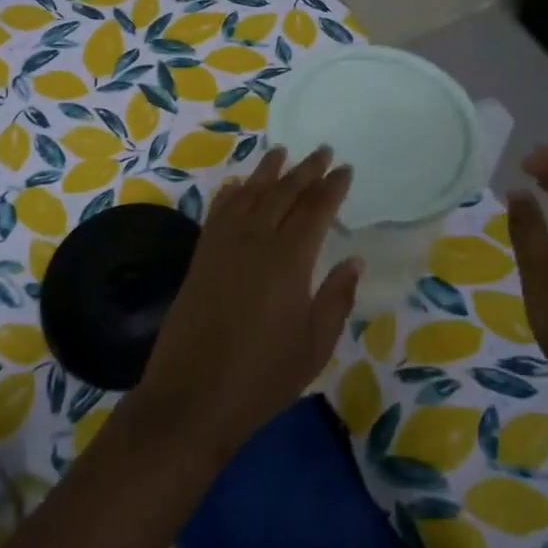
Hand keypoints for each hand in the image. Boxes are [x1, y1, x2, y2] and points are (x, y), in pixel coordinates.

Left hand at [132, 146, 359, 459]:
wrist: (193, 395)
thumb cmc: (264, 376)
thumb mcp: (315, 344)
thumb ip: (336, 297)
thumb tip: (354, 259)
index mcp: (289, 260)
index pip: (315, 210)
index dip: (331, 187)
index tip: (344, 168)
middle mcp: (255, 241)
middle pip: (282, 194)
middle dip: (305, 170)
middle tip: (322, 151)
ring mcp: (223, 246)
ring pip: (249, 196)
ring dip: (267, 172)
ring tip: (281, 153)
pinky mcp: (200, 257)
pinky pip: (219, 213)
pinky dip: (231, 194)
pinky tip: (238, 185)